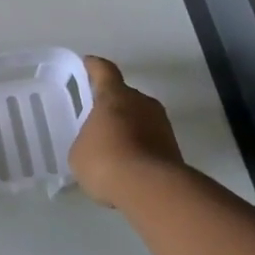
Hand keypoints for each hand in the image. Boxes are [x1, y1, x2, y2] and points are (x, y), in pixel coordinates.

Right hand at [68, 56, 185, 208]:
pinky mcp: (174, 148)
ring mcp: (162, 124)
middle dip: (112, 106)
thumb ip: (86, 140)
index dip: (94, 67)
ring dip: (128, 128)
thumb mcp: (80, 152)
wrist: (152, 189)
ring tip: (113, 148)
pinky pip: (151, 141)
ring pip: (140, 119)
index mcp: (114, 95)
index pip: (104, 70)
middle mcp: (141, 102)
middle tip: (97, 120)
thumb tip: (95, 144)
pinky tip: (128, 167)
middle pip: (125, 96)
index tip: (88, 64)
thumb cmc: (106, 160)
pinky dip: (140, 149)